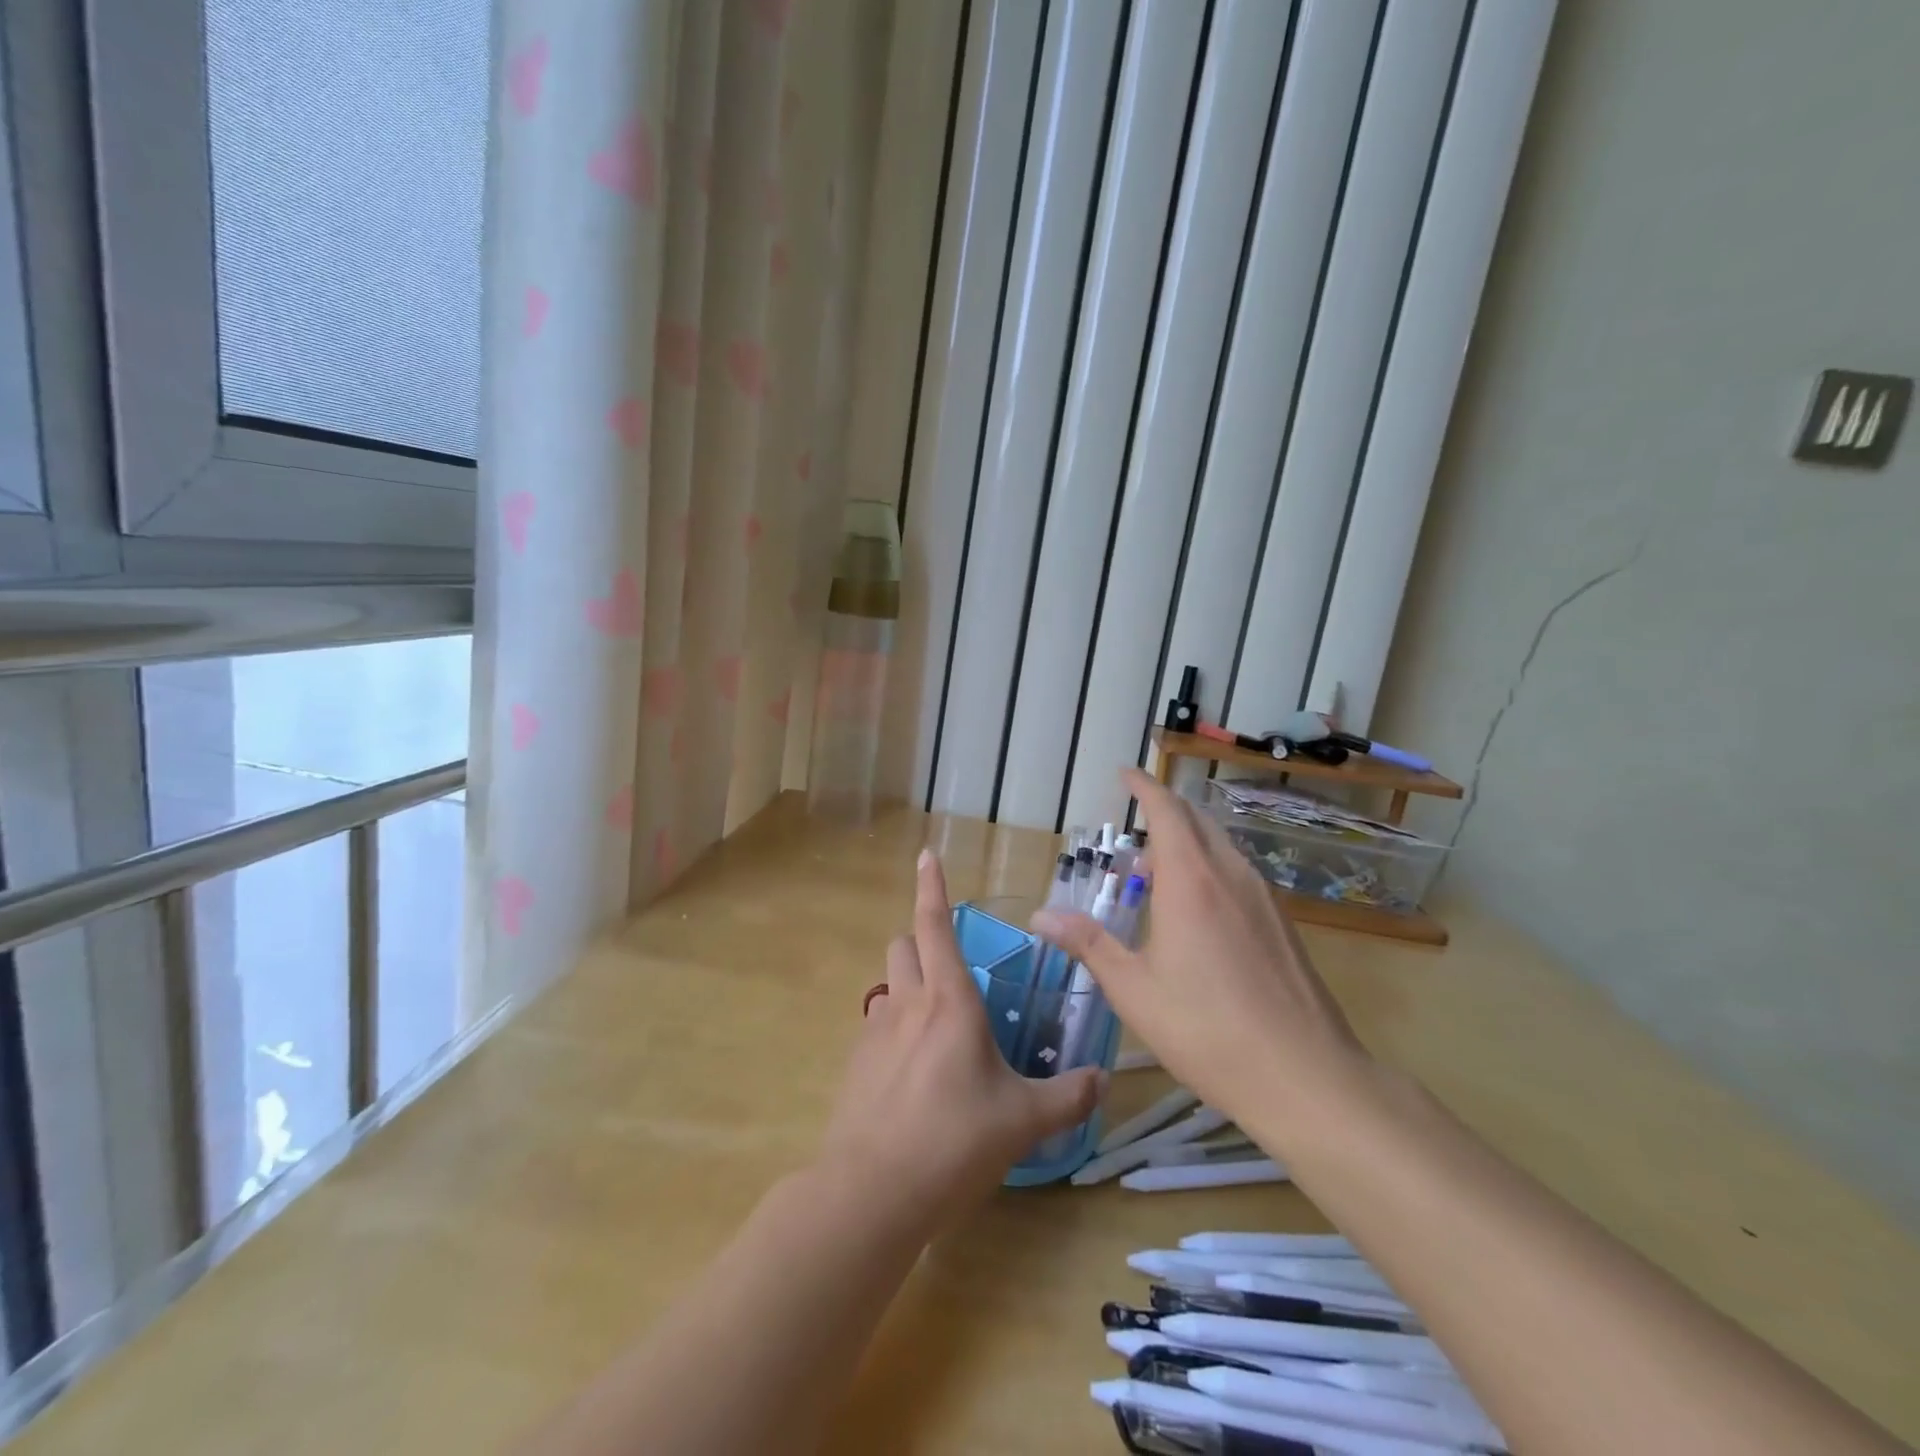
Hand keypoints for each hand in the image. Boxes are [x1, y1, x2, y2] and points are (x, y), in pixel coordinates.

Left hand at [817, 849, 1104, 1230]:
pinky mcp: (854, 1064)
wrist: (872, 1192)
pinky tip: (913, 1076)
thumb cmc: (954, 1140)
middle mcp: (908, 1003)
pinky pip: (876, 1026)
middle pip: (903, 945)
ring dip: (908, 987)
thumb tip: (1101, 1081)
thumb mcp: (1024, 1121)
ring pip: (888, 984)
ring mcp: (875, 1032)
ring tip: (937, 1029)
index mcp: (950, 1001)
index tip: (925, 854)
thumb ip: (1067, 1097)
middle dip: (922, 942)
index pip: (936, 925)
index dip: (931, 886)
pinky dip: (894, 1030)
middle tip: (951, 972)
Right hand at [1031, 768, 1376, 1149]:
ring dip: (1188, 842)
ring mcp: (1264, 898)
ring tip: (1157, 871)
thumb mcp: (1134, 989)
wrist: (1306, 1076)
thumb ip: (1088, 944)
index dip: (1144, 786)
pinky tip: (1199, 908)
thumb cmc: (1208, 1029)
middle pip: (1196, 821)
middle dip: (1164, 811)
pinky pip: (1239, 873)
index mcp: (1191, 880)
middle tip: (1134, 826)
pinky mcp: (1283, 924)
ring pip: (1221, 846)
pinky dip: (1210, 867)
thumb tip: (1040, 915)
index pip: (1166, 810)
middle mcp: (1231, 875)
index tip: (1125, 773)